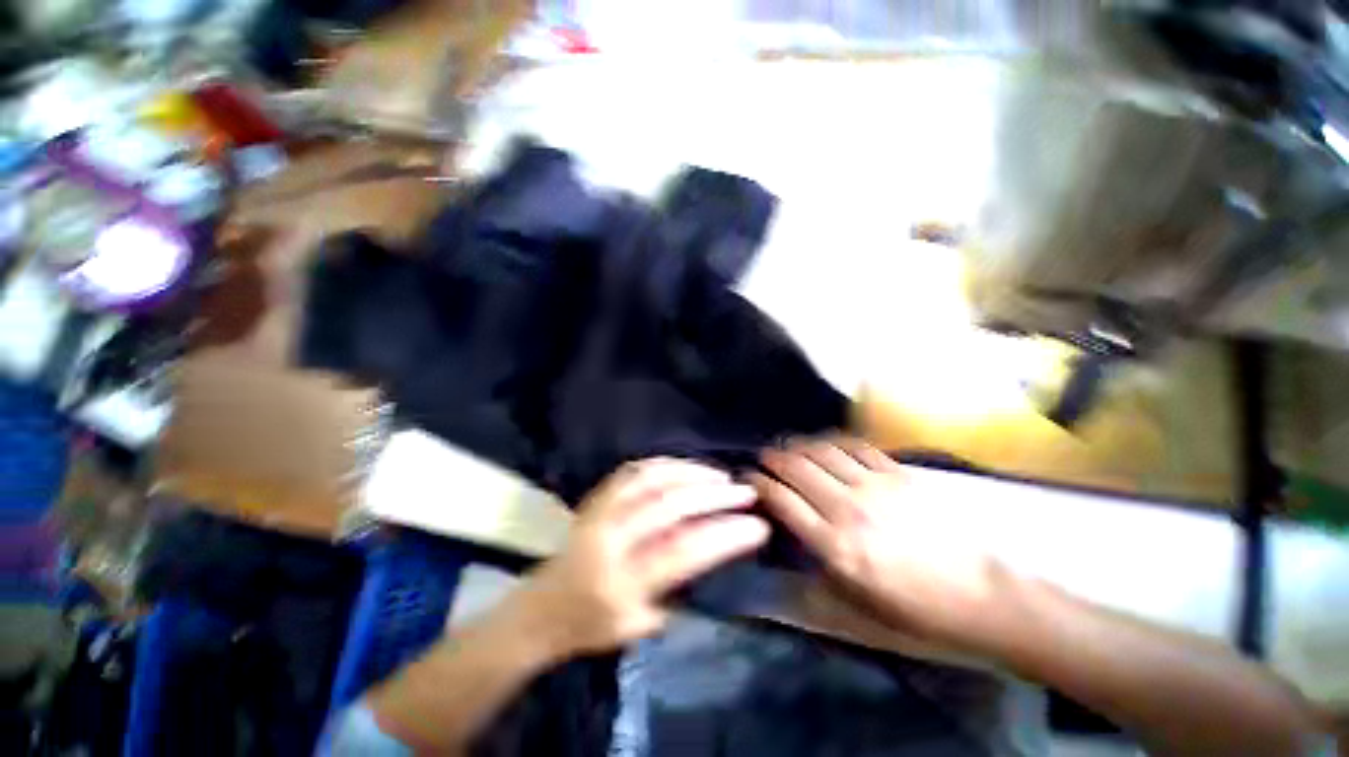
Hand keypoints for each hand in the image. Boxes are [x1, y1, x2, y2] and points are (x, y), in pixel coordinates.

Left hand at [509, 458, 768, 658]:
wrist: (541, 607)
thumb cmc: (590, 626)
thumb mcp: (637, 627)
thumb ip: (675, 591)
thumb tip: (712, 549)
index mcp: (621, 583)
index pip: (683, 551)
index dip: (724, 535)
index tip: (758, 526)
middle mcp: (610, 540)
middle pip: (669, 506)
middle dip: (713, 496)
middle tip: (745, 492)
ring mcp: (600, 512)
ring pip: (651, 479)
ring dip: (691, 473)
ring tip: (720, 477)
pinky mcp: (596, 497)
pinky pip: (633, 470)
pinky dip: (664, 464)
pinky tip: (685, 467)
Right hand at [750, 438, 1012, 649]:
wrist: (976, 597)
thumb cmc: (910, 608)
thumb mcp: (851, 602)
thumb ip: (810, 567)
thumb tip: (785, 535)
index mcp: (834, 546)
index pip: (781, 500)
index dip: (758, 483)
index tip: (748, 478)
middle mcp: (847, 509)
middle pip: (796, 468)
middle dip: (772, 458)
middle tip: (763, 458)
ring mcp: (874, 487)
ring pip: (821, 451)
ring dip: (798, 445)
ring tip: (789, 447)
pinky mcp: (898, 475)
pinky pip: (855, 446)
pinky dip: (833, 441)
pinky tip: (825, 443)